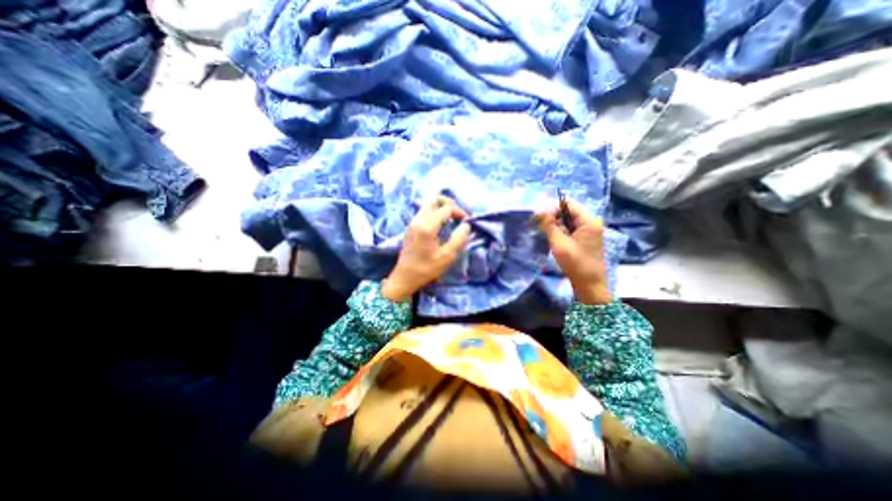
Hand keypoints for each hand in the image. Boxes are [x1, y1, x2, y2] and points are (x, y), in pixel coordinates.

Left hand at [379, 197, 472, 302]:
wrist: (404, 278)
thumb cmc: (426, 269)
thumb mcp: (447, 257)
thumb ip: (459, 239)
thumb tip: (466, 225)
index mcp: (427, 225)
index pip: (446, 208)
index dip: (459, 212)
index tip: (467, 222)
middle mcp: (418, 219)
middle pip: (434, 199)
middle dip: (449, 203)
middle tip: (458, 215)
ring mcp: (413, 222)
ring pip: (428, 204)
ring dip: (441, 207)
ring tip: (451, 219)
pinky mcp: (411, 227)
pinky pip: (424, 212)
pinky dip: (435, 213)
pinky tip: (441, 225)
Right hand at [531, 198, 609, 303]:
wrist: (590, 284)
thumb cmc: (576, 263)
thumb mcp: (559, 243)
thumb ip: (549, 225)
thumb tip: (539, 211)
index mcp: (588, 221)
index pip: (568, 204)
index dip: (552, 208)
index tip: (538, 217)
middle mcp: (590, 222)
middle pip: (568, 211)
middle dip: (552, 216)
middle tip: (538, 224)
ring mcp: (588, 231)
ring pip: (568, 220)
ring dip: (555, 224)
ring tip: (543, 231)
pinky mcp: (584, 238)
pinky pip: (570, 229)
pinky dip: (560, 231)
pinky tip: (551, 237)